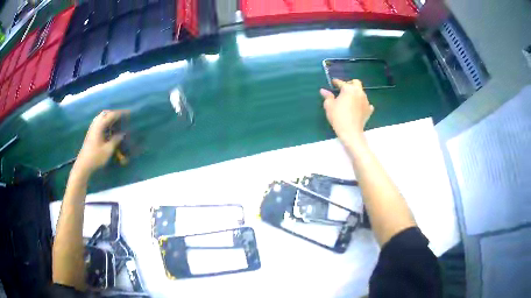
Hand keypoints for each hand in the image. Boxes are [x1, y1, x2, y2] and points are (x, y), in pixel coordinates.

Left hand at [73, 110, 125, 177]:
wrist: (84, 164)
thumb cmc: (96, 157)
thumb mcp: (108, 150)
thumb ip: (116, 140)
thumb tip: (122, 134)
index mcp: (99, 126)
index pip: (111, 115)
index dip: (120, 113)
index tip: (128, 113)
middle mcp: (95, 124)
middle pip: (105, 113)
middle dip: (114, 113)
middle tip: (122, 117)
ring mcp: (92, 128)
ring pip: (101, 117)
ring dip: (109, 117)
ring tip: (116, 122)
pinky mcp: (91, 133)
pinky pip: (98, 122)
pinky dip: (105, 122)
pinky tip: (108, 128)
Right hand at [320, 79, 373, 144]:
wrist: (351, 132)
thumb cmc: (338, 117)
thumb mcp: (329, 106)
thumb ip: (327, 96)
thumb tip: (323, 90)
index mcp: (348, 89)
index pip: (341, 82)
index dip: (336, 82)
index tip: (333, 82)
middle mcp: (359, 92)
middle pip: (356, 82)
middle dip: (350, 83)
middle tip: (344, 89)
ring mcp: (366, 100)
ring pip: (361, 92)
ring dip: (356, 93)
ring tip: (350, 99)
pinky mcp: (369, 110)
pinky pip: (367, 103)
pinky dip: (362, 103)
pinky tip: (358, 107)